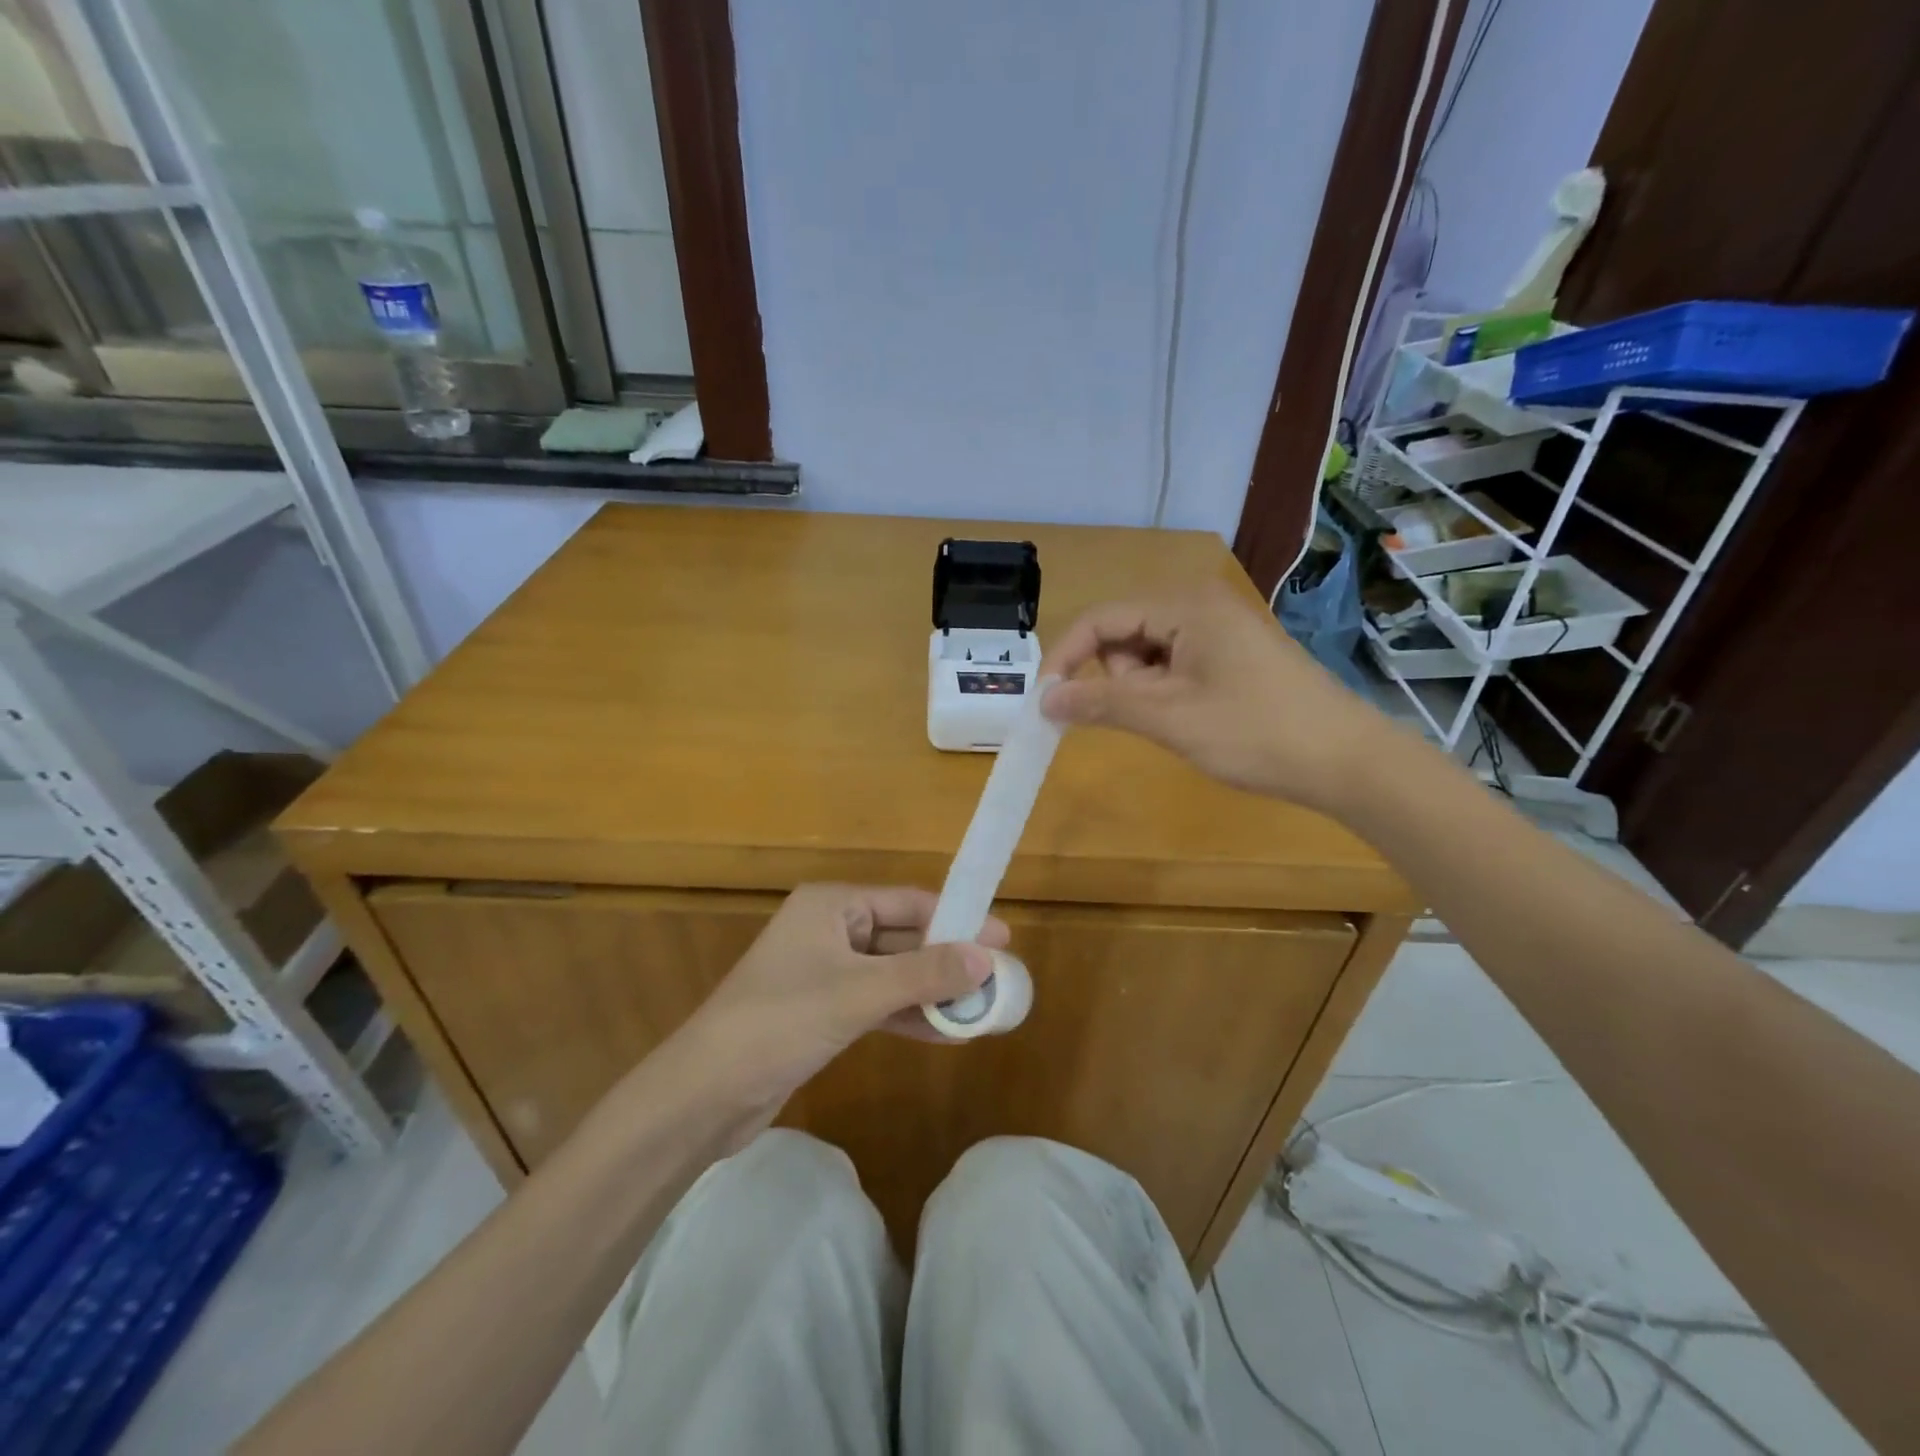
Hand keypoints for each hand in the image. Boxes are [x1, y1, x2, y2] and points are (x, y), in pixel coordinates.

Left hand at [671, 884, 1003, 1135]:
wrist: (704, 1094)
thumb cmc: (781, 1022)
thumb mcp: (859, 993)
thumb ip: (925, 974)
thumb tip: (987, 958)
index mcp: (832, 905)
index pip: (908, 902)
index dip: (957, 919)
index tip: (1003, 937)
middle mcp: (829, 929)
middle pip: (902, 937)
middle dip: (948, 960)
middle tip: (999, 977)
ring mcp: (824, 971)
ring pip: (892, 974)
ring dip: (932, 991)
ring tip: (982, 1009)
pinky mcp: (821, 1011)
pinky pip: (876, 1003)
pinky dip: (908, 1015)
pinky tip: (947, 1034)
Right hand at [1039, 580, 1391, 811]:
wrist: (1346, 761)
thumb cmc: (1254, 732)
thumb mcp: (1169, 717)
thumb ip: (1101, 702)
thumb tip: (1044, 700)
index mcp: (1185, 605)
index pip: (1101, 618)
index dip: (1066, 658)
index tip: (1045, 702)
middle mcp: (1200, 605)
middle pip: (1123, 633)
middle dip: (1115, 677)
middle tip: (1144, 716)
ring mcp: (1219, 630)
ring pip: (1147, 654)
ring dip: (1142, 690)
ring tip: (1175, 722)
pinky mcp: (1232, 656)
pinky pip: (1174, 666)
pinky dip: (1165, 693)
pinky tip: (1190, 720)